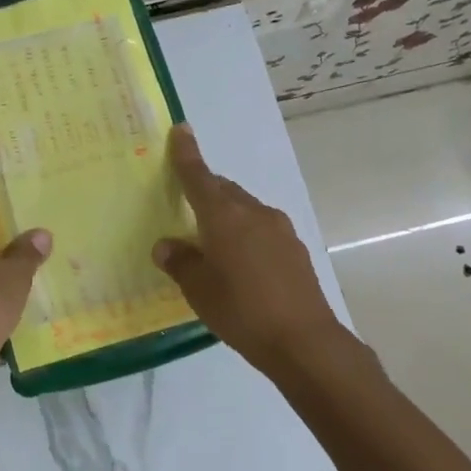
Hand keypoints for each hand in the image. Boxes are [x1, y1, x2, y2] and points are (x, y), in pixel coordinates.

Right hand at [153, 125, 347, 371]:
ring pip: (244, 209)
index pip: (199, 176)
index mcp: (224, 216)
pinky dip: (244, 233)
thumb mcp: (199, 290)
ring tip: (210, 240)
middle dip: (204, 190)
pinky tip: (239, 262)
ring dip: (226, 214)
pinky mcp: (294, 248)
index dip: (187, 154)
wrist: (304, 341)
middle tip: (185, 203)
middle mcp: (253, 212)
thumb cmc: (242, 311)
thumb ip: (180, 262)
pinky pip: (260, 228)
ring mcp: (279, 229)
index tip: (181, 130)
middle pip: (223, 190)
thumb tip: (166, 246)